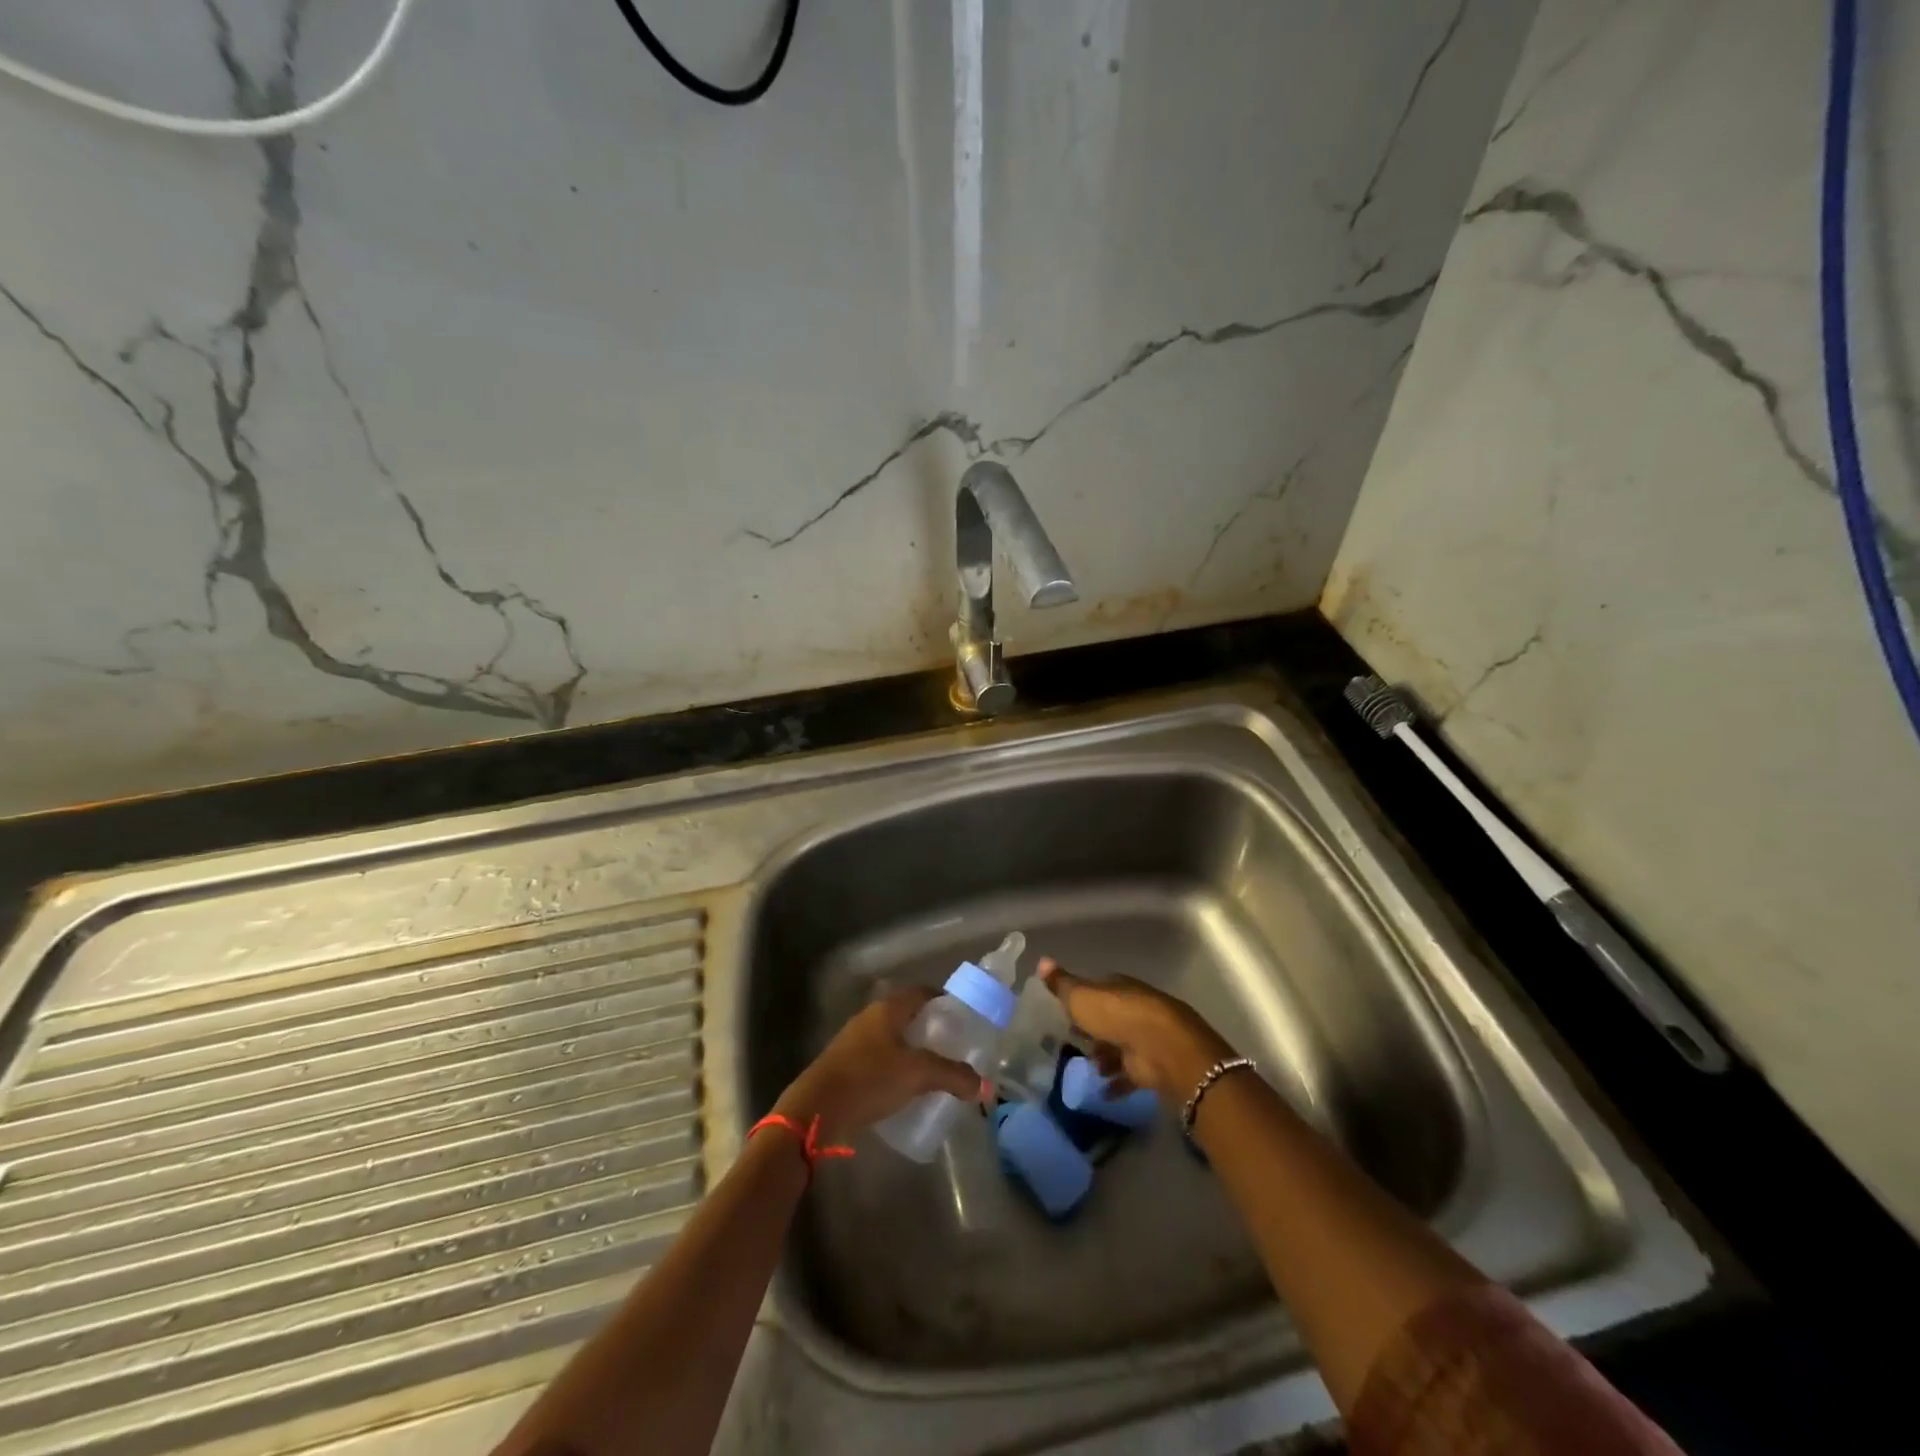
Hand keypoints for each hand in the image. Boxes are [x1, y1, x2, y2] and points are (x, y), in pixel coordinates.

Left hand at [773, 987, 981, 1142]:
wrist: (816, 1109)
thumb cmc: (869, 1079)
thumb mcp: (917, 1075)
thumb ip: (953, 1076)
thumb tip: (984, 1085)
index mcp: (888, 1008)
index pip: (922, 992)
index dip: (944, 1000)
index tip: (963, 1017)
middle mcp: (871, 1017)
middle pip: (908, 1014)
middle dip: (930, 1028)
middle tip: (954, 1046)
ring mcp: (855, 1040)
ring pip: (893, 1037)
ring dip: (913, 1049)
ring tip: (935, 1069)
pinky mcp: (846, 1065)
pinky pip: (880, 1058)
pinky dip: (897, 1067)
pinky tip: (907, 1087)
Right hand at [1039, 958, 1233, 1098]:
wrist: (1160, 1047)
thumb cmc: (1115, 1015)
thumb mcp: (1080, 996)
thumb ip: (1061, 984)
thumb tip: (1041, 960)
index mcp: (1118, 988)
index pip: (1097, 990)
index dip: (1081, 1000)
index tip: (1064, 1013)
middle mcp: (1133, 1009)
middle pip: (1109, 1019)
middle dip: (1093, 1031)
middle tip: (1072, 1042)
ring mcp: (1144, 1038)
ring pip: (1120, 1047)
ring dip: (1105, 1057)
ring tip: (1088, 1068)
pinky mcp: (1151, 1066)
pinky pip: (1129, 1075)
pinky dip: (1117, 1083)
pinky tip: (1101, 1091)